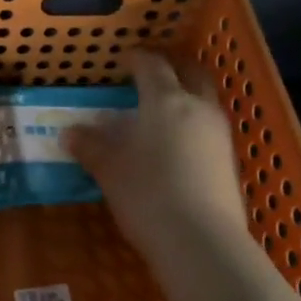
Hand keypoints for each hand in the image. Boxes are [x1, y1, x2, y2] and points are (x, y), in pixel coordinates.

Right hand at [65, 51, 250, 265]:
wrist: (201, 241)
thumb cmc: (147, 193)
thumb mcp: (109, 169)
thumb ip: (90, 146)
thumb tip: (70, 132)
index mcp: (166, 101)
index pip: (152, 66)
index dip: (138, 59)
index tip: (125, 59)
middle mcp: (198, 109)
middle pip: (191, 74)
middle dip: (173, 68)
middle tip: (153, 73)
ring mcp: (219, 136)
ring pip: (204, 102)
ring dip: (186, 98)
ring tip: (162, 112)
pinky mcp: (229, 163)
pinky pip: (209, 130)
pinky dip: (192, 127)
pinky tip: (176, 146)